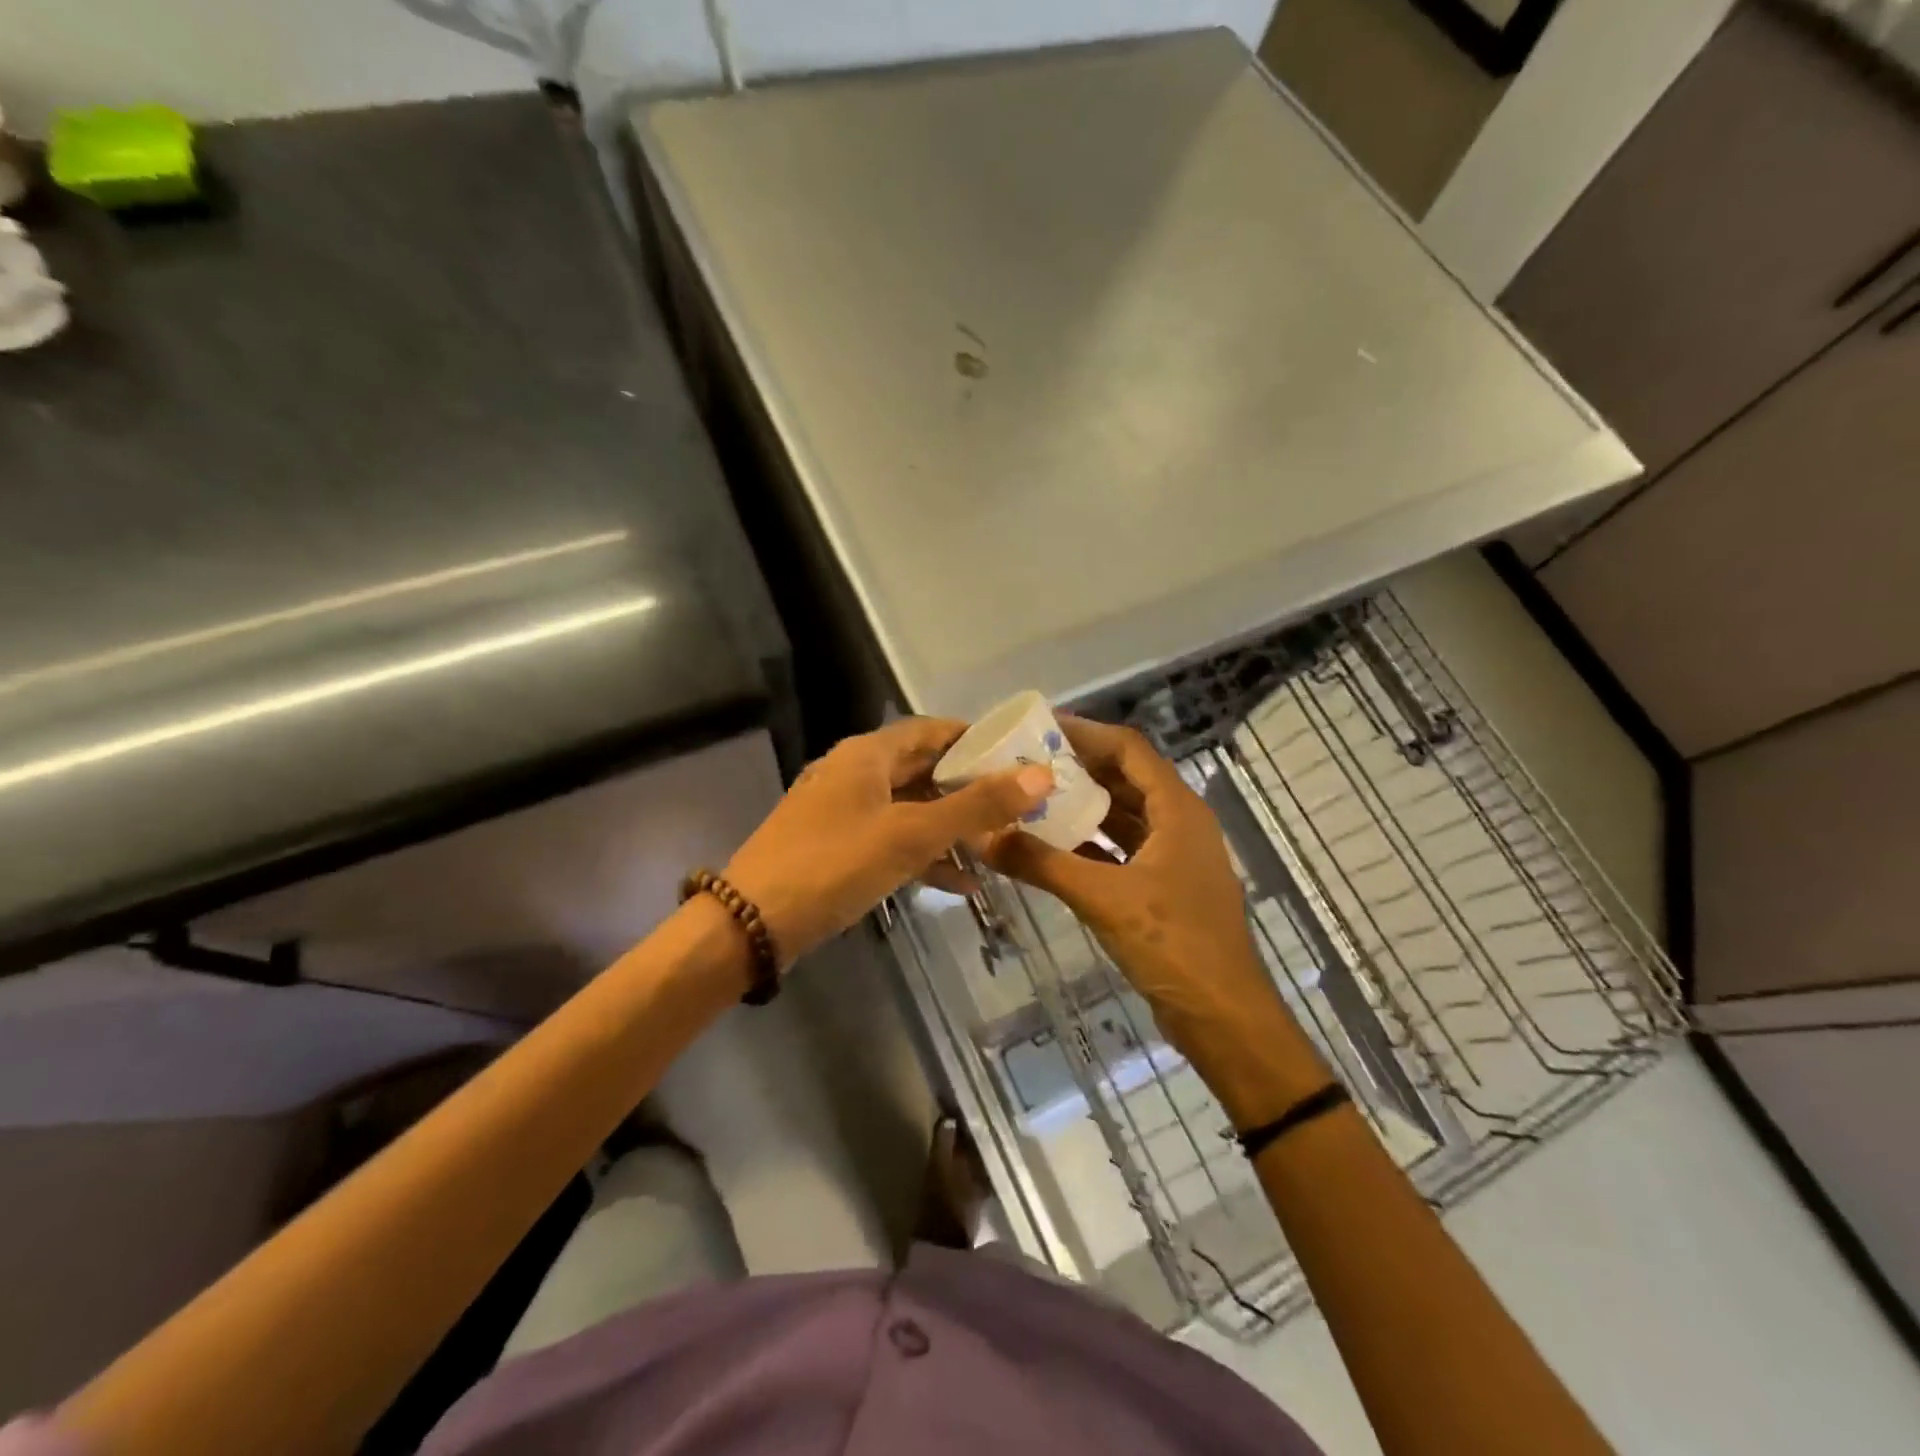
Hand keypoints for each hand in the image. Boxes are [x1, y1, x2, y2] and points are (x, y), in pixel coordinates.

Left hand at [724, 718, 1052, 969]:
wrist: (751, 925)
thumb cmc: (833, 865)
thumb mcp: (910, 835)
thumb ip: (976, 807)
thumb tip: (1040, 775)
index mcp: (867, 754)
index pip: (932, 730)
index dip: (975, 739)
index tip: (1019, 755)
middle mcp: (854, 774)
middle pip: (923, 770)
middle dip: (969, 788)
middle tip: (1019, 804)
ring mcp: (843, 812)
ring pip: (910, 809)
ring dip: (952, 827)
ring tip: (1001, 845)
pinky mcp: (837, 848)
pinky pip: (892, 841)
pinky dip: (925, 855)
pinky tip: (963, 883)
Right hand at [986, 717, 1327, 1122]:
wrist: (1223, 1017)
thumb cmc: (1173, 944)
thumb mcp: (1104, 899)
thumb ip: (1042, 864)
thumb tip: (984, 836)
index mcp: (1177, 810)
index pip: (1129, 750)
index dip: (1086, 733)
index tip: (1040, 729)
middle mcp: (1179, 824)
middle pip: (1126, 778)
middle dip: (1079, 768)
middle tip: (1026, 764)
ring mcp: (1174, 857)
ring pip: (1123, 816)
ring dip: (1083, 807)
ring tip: (1033, 799)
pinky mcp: (1164, 888)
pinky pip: (1122, 850)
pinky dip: (1090, 845)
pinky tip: (1052, 848)